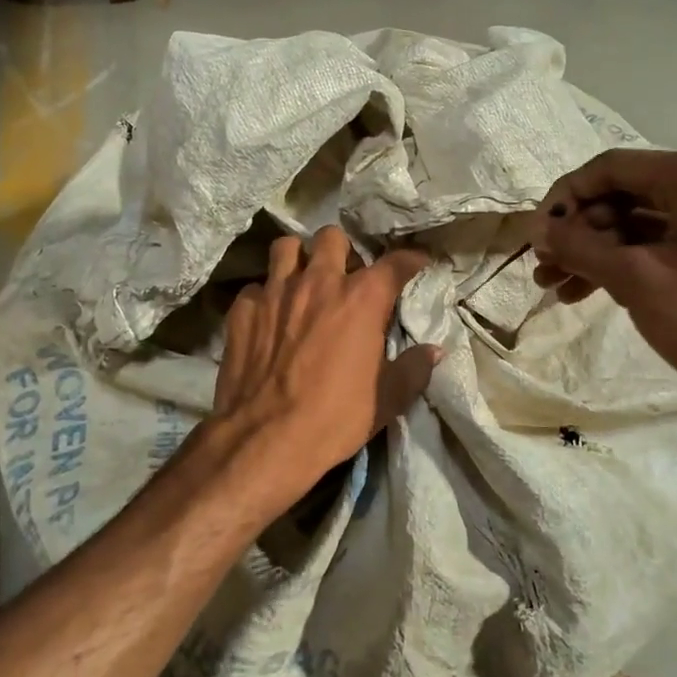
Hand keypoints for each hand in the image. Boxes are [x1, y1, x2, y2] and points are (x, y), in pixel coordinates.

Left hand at [212, 227, 440, 506]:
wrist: (265, 438)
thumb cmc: (335, 419)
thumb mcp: (387, 400)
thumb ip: (413, 369)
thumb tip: (433, 351)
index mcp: (361, 299)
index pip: (395, 262)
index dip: (410, 259)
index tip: (417, 264)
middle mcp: (319, 282)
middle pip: (332, 237)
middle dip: (342, 251)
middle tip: (344, 275)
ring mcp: (275, 291)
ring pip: (286, 247)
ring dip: (298, 259)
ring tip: (302, 280)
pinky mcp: (243, 309)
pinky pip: (256, 287)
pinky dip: (265, 296)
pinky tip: (268, 317)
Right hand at [531, 150, 676, 411]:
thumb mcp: (638, 281)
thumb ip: (581, 247)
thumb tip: (539, 228)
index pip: (610, 167)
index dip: (564, 198)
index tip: (535, 235)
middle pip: (625, 194)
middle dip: (579, 233)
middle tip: (545, 269)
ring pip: (641, 223)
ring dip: (597, 252)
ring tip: (558, 288)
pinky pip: (665, 243)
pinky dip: (629, 264)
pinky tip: (594, 293)